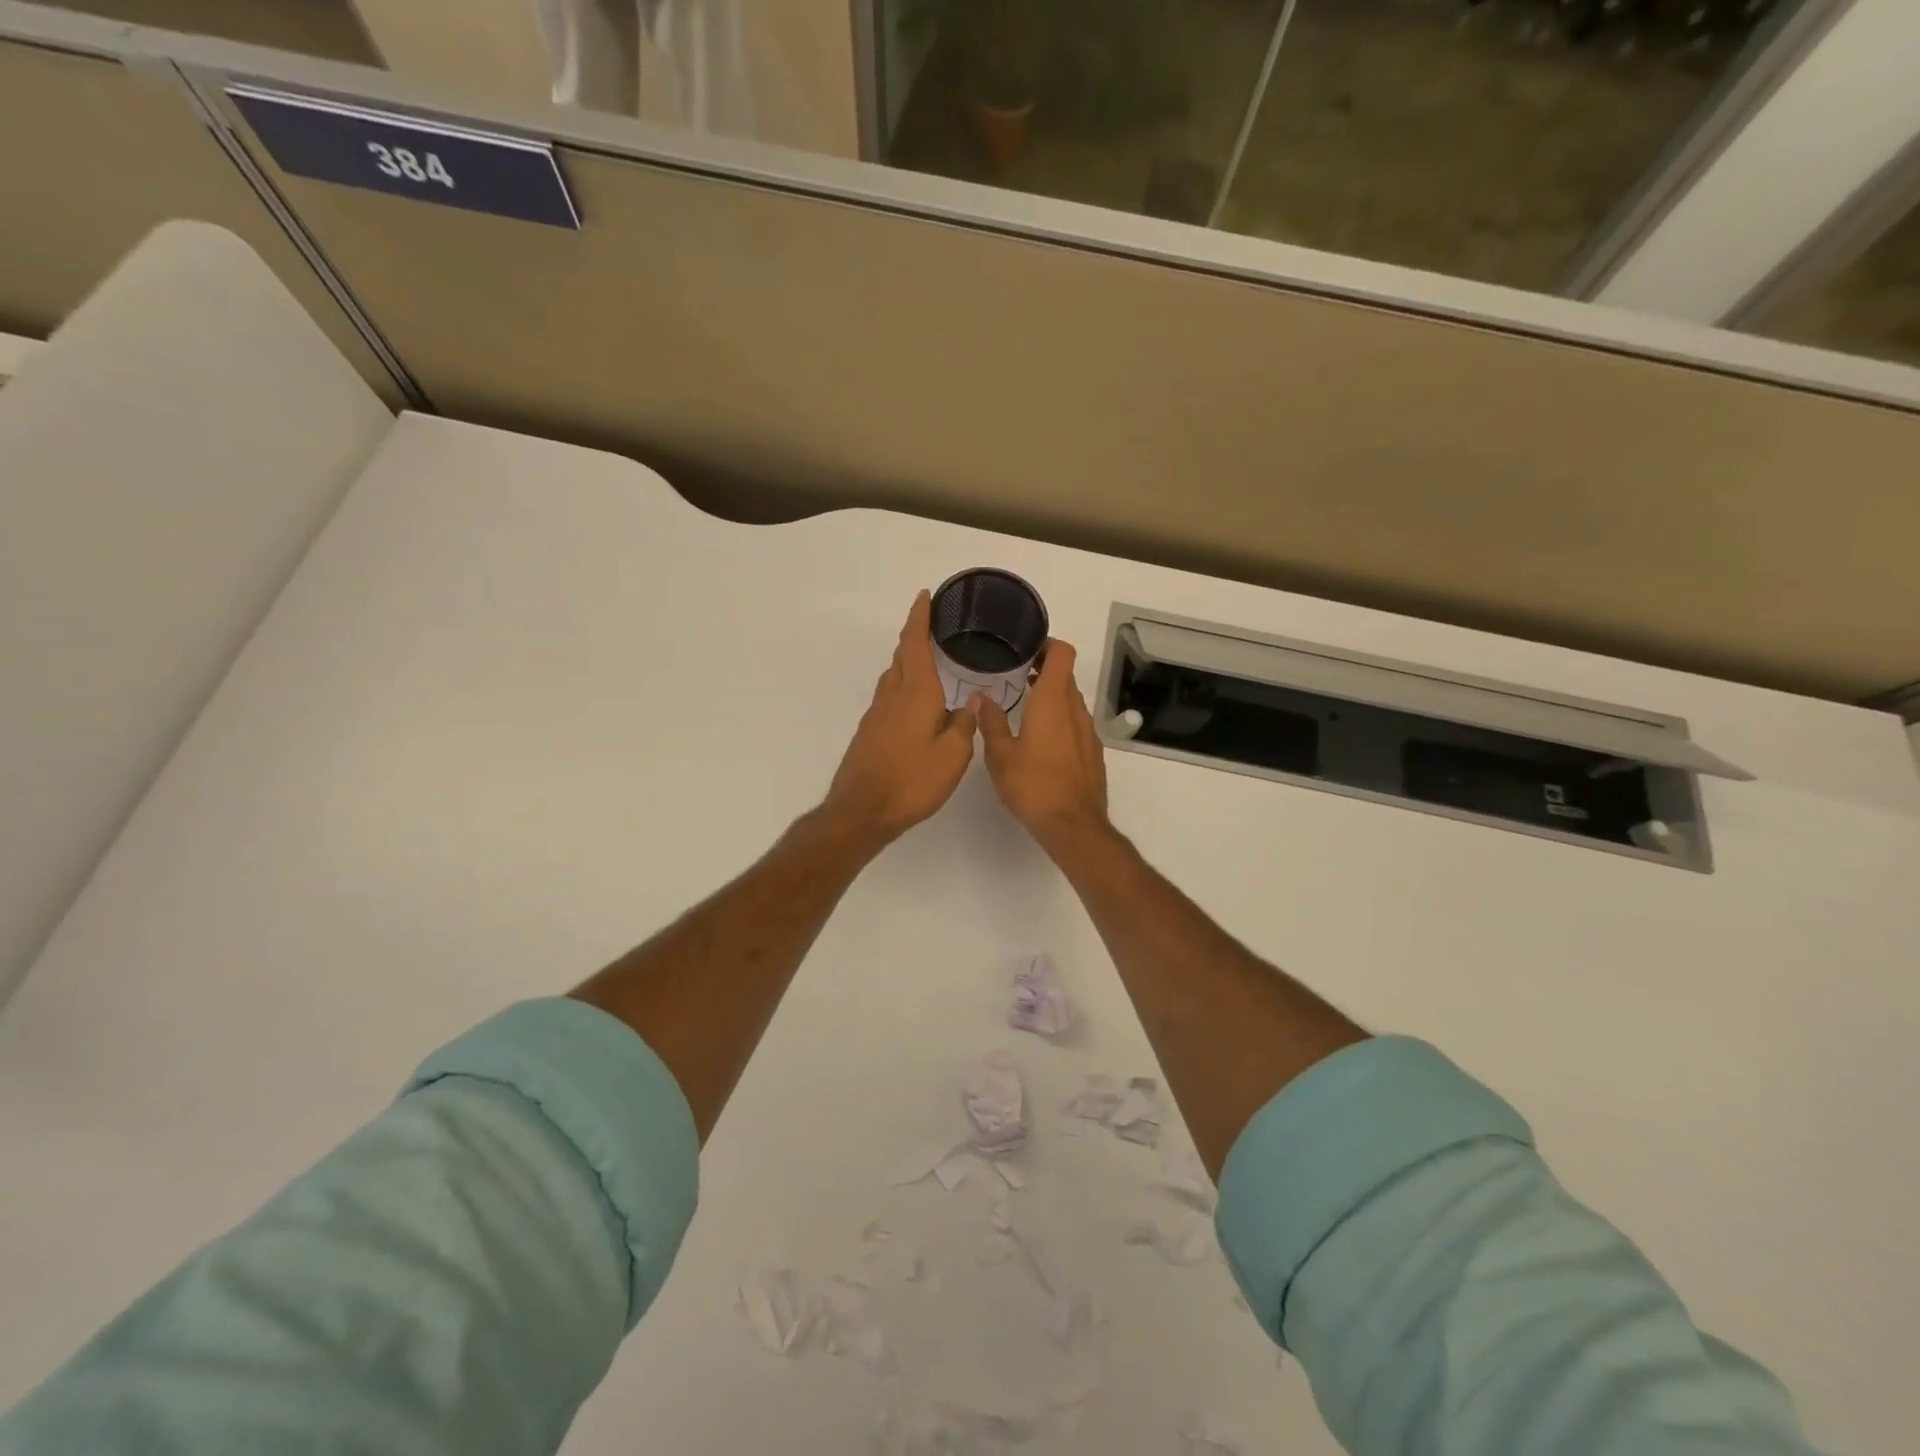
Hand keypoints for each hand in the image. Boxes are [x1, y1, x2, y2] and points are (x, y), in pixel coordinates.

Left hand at [824, 591, 979, 847]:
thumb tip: (967, 704)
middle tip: (932, 626)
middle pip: (902, 656)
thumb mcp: (953, 756)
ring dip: (908, 662)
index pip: (915, 643)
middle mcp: (892, 696)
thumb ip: (963, 726)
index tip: (925, 596)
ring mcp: (877, 715)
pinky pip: (890, 697)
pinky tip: (916, 704)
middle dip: (915, 636)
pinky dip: (904, 687)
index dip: (920, 618)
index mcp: (916, 693)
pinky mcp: (870, 733)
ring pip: (894, 677)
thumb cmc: (912, 781)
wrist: (862, 810)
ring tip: (928, 661)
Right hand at [977, 639, 1111, 854]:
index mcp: (1052, 702)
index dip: (1047, 644)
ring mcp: (1087, 730)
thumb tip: (981, 697)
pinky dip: (1060, 719)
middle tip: (1015, 674)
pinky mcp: (1092, 751)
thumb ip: (991, 722)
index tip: (1025, 648)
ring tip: (1024, 706)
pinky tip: (1041, 739)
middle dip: (1043, 669)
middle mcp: (1074, 709)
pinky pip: (1076, 722)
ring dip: (1051, 696)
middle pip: (1065, 674)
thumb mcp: (1000, 755)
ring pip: (1071, 700)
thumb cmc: (1033, 786)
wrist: (1073, 825)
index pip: (1062, 653)